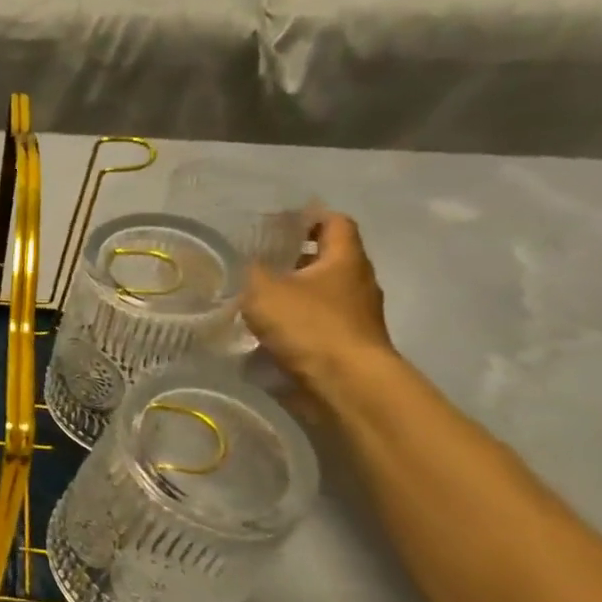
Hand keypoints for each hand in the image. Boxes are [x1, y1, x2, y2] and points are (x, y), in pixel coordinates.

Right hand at [242, 211, 394, 393]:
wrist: (346, 384)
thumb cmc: (309, 325)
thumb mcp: (264, 290)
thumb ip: (250, 271)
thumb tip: (243, 262)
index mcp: (345, 259)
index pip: (334, 222)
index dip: (308, 217)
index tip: (278, 222)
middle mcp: (358, 282)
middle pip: (327, 258)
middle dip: (294, 257)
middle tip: (258, 259)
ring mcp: (357, 315)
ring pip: (321, 292)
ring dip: (293, 291)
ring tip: (256, 296)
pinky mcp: (347, 343)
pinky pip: (318, 320)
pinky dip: (296, 320)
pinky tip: (268, 328)